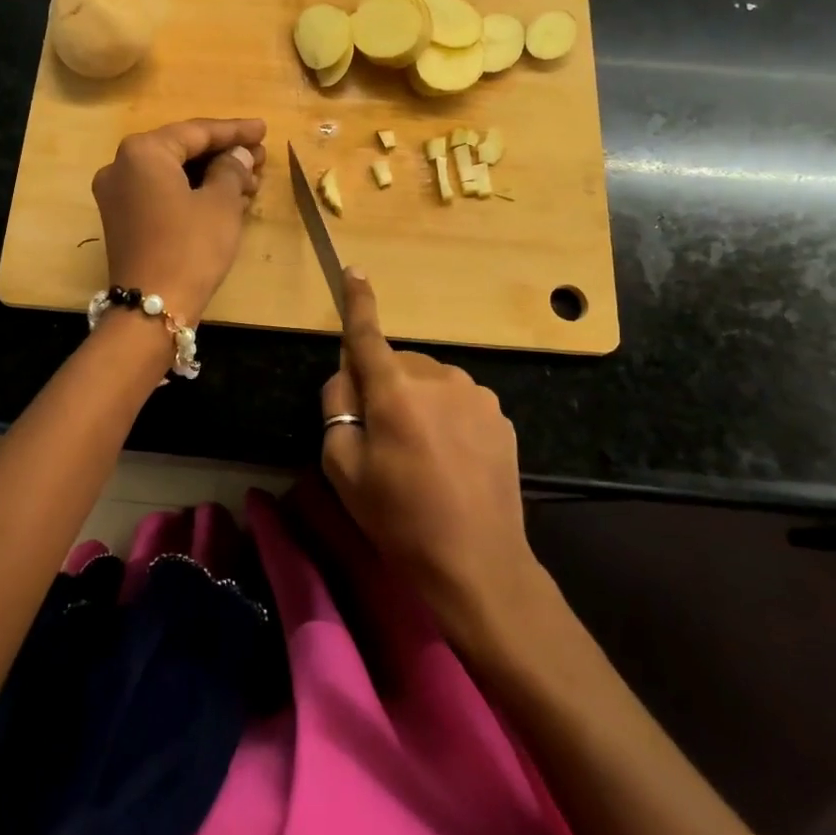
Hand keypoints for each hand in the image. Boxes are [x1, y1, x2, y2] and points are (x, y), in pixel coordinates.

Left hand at [92, 118, 266, 322]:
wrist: (152, 308)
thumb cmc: (190, 247)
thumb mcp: (221, 204)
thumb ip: (232, 169)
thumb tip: (239, 155)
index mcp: (143, 151)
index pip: (196, 132)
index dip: (234, 131)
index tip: (263, 129)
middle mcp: (121, 166)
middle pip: (181, 150)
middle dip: (223, 154)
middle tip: (261, 157)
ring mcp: (117, 195)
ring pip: (172, 173)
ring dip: (211, 175)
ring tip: (251, 181)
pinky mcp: (122, 220)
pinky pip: (161, 193)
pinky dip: (192, 192)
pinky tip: (225, 198)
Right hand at [320, 271, 544, 652]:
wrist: (478, 563)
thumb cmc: (400, 519)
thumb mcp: (343, 469)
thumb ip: (336, 408)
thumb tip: (347, 374)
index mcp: (395, 390)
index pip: (368, 335)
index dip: (358, 302)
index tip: (354, 271)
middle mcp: (438, 378)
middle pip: (397, 365)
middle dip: (384, 388)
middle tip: (382, 440)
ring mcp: (475, 394)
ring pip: (429, 382)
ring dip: (417, 402)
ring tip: (421, 456)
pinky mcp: (499, 415)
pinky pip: (457, 400)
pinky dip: (445, 416)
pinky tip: (450, 459)